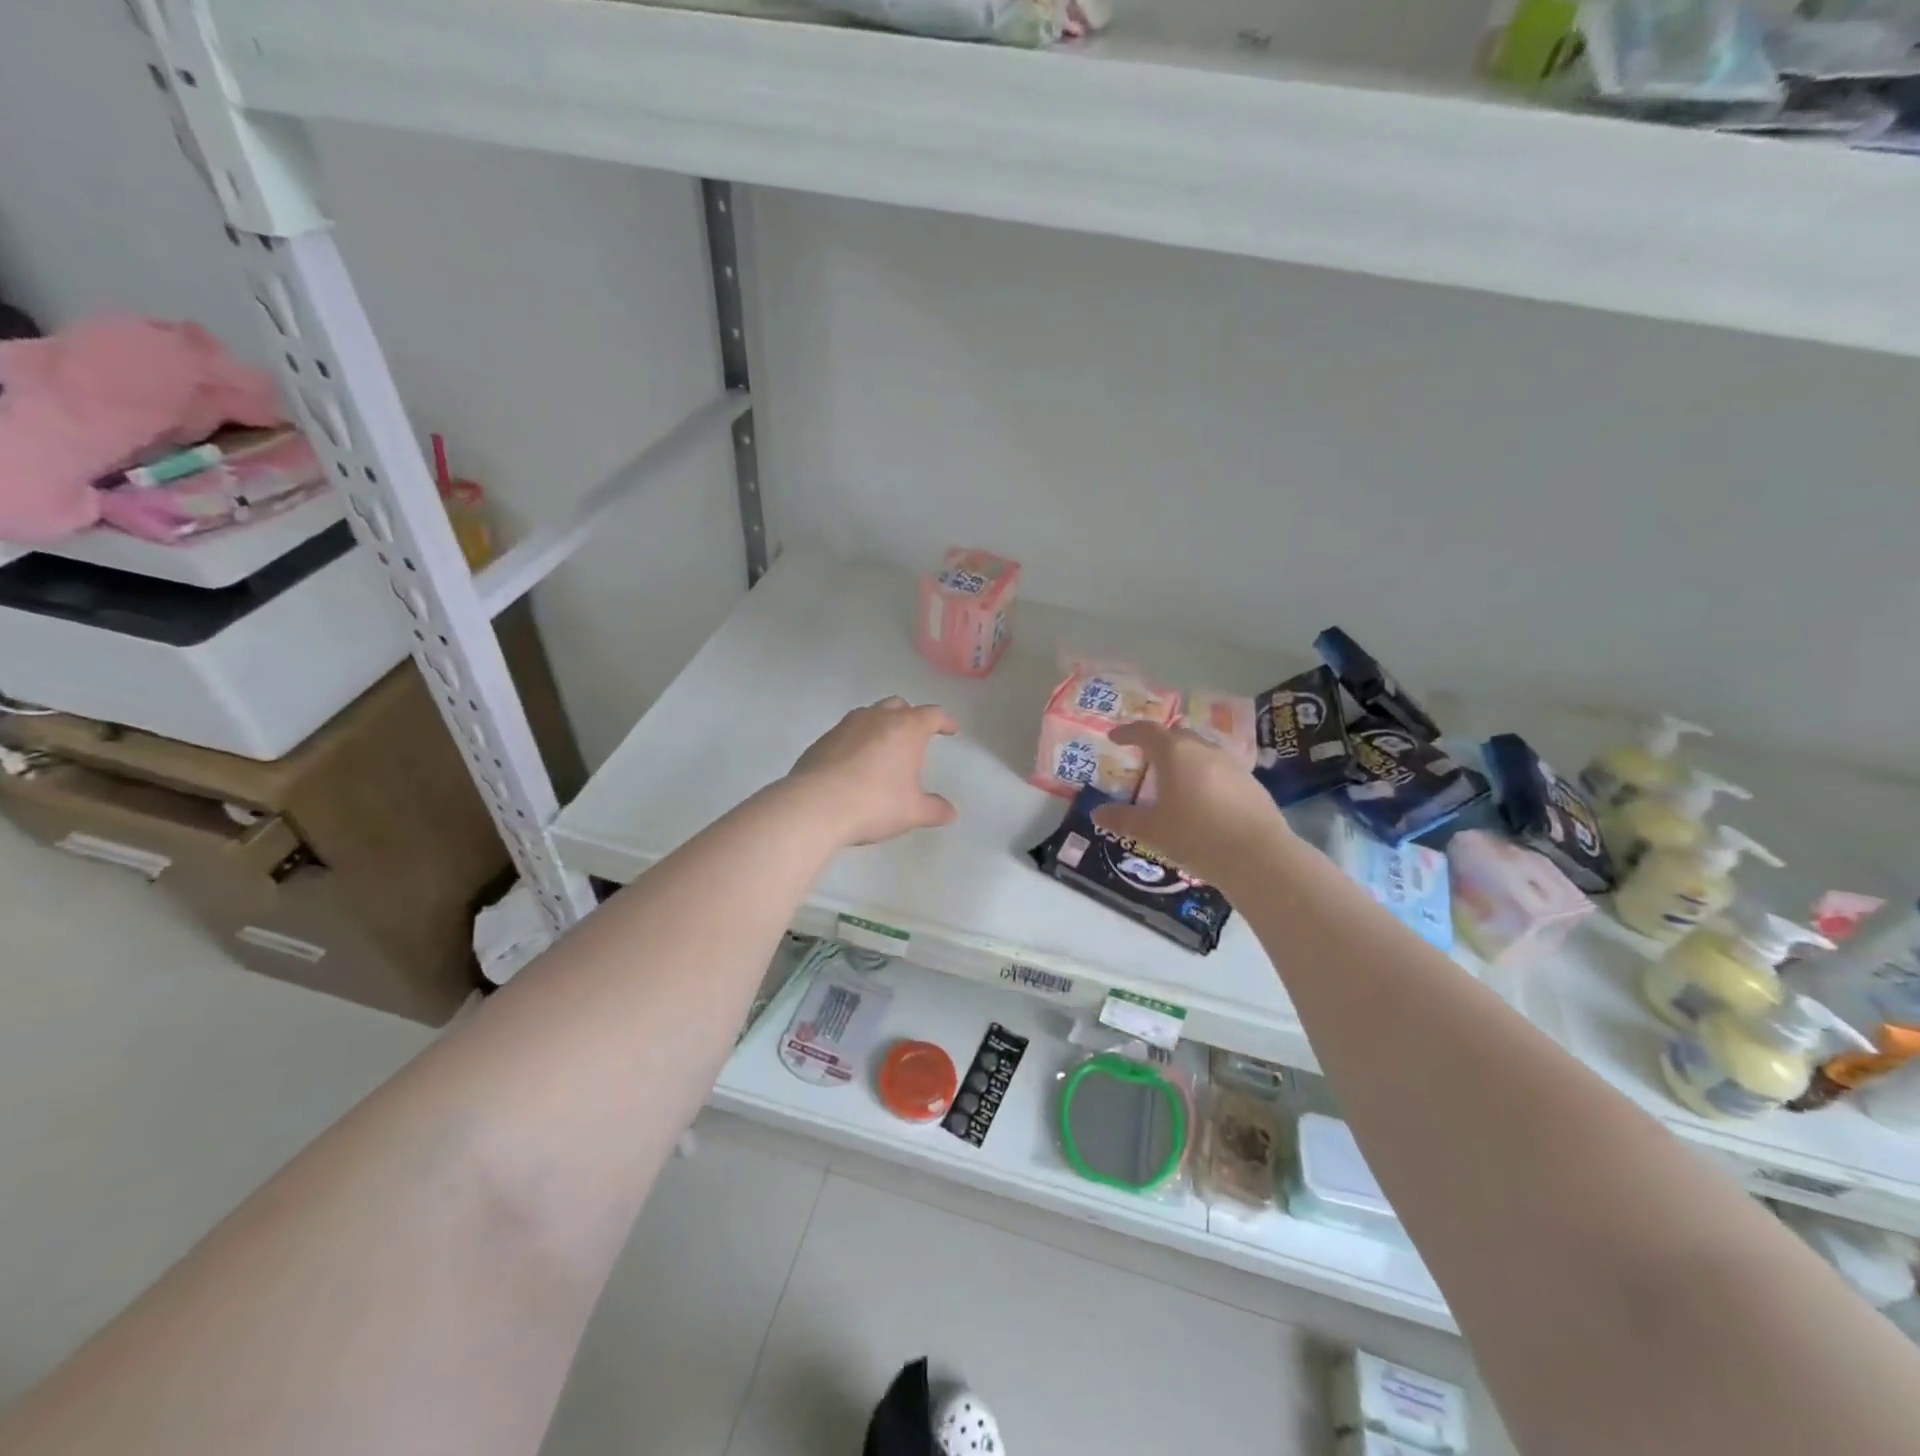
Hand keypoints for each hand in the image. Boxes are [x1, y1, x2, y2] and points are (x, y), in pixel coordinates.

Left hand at [786, 697, 958, 846]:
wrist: (815, 806)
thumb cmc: (874, 804)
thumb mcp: (912, 812)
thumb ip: (934, 809)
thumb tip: (950, 812)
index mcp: (906, 728)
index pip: (932, 715)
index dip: (944, 722)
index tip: (950, 730)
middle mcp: (877, 718)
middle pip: (899, 706)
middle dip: (910, 717)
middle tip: (915, 737)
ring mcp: (845, 725)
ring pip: (869, 715)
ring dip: (880, 726)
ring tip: (883, 750)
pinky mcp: (822, 740)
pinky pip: (846, 733)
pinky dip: (856, 741)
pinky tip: (854, 765)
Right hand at [1091, 722, 1290, 892]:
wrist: (1258, 856)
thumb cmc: (1195, 836)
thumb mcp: (1152, 831)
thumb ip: (1123, 819)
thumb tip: (1097, 812)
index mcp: (1175, 753)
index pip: (1146, 731)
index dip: (1128, 732)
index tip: (1115, 737)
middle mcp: (1204, 750)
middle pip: (1177, 736)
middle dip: (1159, 743)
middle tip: (1145, 758)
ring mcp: (1232, 765)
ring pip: (1202, 752)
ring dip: (1185, 759)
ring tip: (1174, 781)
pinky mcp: (1251, 783)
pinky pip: (1220, 771)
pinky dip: (1205, 777)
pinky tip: (1203, 801)